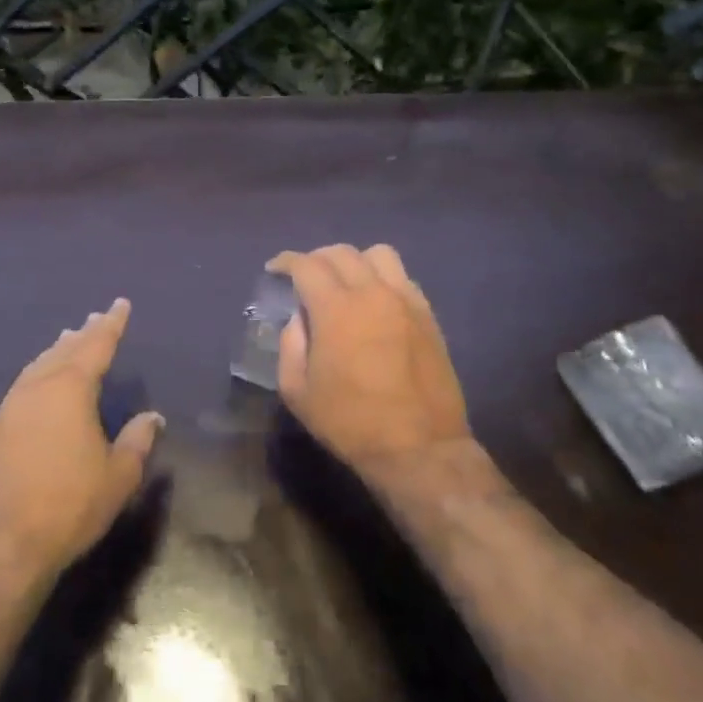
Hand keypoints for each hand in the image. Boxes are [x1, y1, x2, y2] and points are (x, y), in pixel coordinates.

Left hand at [0, 298, 163, 580]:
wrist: (1, 545)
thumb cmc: (69, 505)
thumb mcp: (118, 476)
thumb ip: (137, 441)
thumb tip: (153, 417)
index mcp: (70, 389)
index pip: (96, 345)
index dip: (111, 324)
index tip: (120, 304)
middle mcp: (37, 388)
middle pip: (64, 350)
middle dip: (83, 334)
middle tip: (95, 319)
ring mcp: (11, 407)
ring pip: (39, 366)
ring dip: (57, 351)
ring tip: (68, 340)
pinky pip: (24, 385)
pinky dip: (39, 373)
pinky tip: (41, 383)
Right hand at [268, 244, 472, 473]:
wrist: (419, 448)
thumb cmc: (351, 423)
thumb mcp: (298, 391)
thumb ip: (291, 345)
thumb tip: (300, 318)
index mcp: (336, 309)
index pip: (306, 265)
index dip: (286, 262)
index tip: (275, 269)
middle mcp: (372, 293)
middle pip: (341, 253)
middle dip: (316, 259)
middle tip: (305, 278)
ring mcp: (405, 301)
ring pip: (378, 255)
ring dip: (355, 261)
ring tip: (345, 282)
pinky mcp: (427, 315)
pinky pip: (403, 278)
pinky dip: (382, 279)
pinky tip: (375, 302)